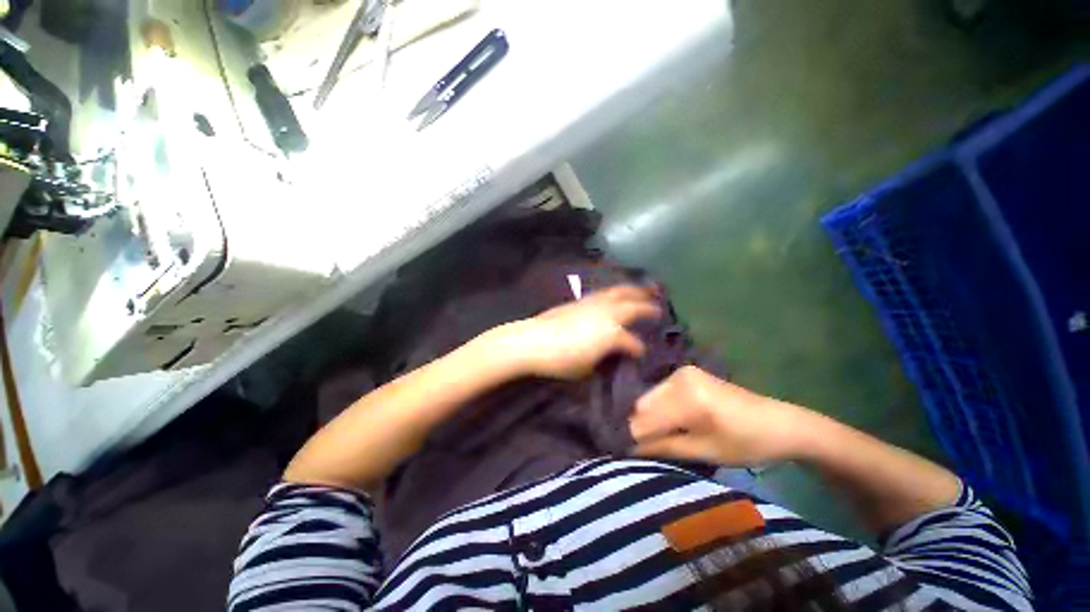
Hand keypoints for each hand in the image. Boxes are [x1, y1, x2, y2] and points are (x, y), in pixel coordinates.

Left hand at [490, 285, 662, 379]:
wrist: (533, 341)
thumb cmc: (562, 360)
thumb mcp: (588, 368)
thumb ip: (604, 359)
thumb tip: (611, 355)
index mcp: (612, 333)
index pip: (633, 342)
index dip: (640, 349)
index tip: (642, 353)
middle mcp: (607, 314)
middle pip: (633, 306)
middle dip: (648, 306)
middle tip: (660, 306)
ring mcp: (593, 303)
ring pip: (618, 292)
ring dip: (633, 291)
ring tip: (643, 290)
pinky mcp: (579, 300)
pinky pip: (603, 292)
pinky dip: (614, 291)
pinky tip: (615, 293)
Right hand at [629, 366, 819, 465]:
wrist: (780, 423)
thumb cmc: (747, 443)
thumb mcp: (705, 451)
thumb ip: (664, 447)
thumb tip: (629, 448)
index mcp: (688, 398)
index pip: (645, 419)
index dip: (633, 437)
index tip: (624, 452)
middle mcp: (680, 378)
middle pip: (643, 404)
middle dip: (640, 426)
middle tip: (640, 447)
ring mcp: (682, 372)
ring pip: (650, 397)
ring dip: (649, 417)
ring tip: (655, 437)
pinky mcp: (686, 373)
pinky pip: (661, 392)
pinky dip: (659, 408)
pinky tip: (667, 422)